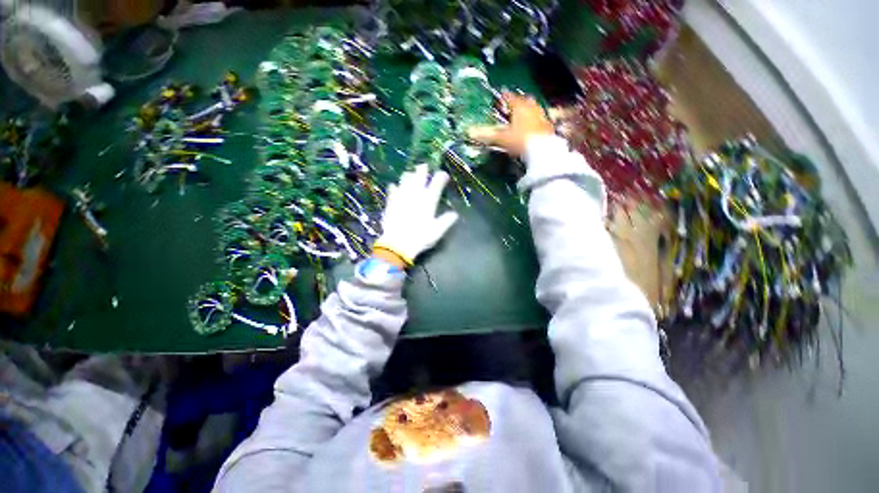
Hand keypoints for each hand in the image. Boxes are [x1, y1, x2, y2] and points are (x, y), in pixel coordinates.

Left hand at [372, 164, 458, 266]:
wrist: (397, 244)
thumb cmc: (420, 238)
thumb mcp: (437, 231)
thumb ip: (446, 221)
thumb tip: (454, 214)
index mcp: (428, 202)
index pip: (436, 185)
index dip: (440, 178)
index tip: (443, 174)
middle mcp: (415, 196)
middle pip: (419, 178)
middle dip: (422, 171)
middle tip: (423, 166)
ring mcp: (401, 198)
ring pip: (405, 181)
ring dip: (408, 176)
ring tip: (409, 173)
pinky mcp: (391, 203)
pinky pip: (392, 191)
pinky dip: (394, 188)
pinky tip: (394, 186)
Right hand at [468, 92, 554, 157]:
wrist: (543, 150)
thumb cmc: (520, 140)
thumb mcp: (501, 138)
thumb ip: (487, 135)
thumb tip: (469, 132)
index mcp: (519, 107)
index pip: (510, 98)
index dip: (504, 97)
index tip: (501, 95)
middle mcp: (532, 108)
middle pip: (524, 100)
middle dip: (518, 102)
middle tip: (512, 106)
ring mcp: (541, 116)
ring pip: (534, 108)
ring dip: (527, 110)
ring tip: (521, 116)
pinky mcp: (548, 127)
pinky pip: (540, 119)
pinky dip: (534, 120)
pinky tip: (531, 127)